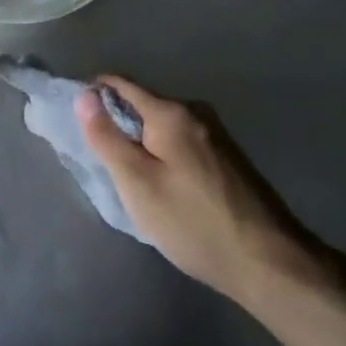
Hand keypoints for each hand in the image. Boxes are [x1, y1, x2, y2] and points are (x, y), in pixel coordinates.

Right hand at [78, 76, 341, 308]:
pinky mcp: (228, 155)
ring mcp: (216, 133)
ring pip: (164, 125)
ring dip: (143, 140)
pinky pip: (182, 140)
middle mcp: (196, 112)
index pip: (121, 84)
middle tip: (101, 159)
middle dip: (118, 122)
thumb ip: (107, 138)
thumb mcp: (138, 183)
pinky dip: (164, 153)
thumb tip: (84, 96)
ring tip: (130, 176)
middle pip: (144, 103)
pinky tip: (164, 185)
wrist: (269, 261)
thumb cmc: (193, 222)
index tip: (75, 117)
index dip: (93, 93)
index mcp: (171, 112)